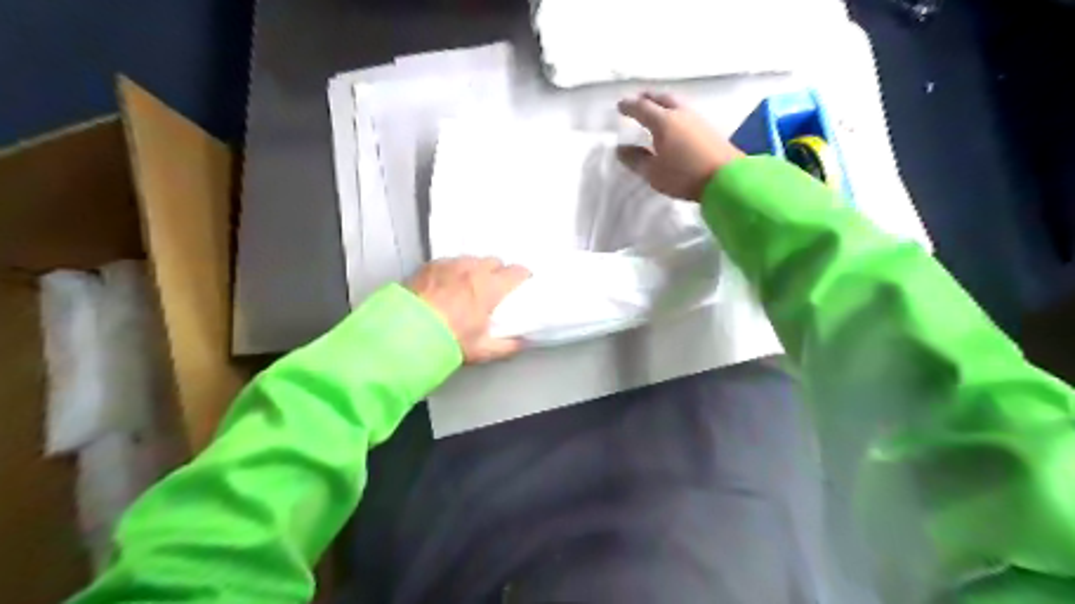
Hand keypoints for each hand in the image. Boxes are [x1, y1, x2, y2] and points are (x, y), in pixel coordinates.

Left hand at [406, 255, 529, 362]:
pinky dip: (453, 271)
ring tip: (468, 286)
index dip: (522, 277)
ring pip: (471, 260)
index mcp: (490, 286)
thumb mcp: (482, 350)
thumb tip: (521, 342)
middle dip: (497, 272)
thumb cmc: (448, 340)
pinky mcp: (430, 266)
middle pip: (494, 261)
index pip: (517, 271)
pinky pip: (449, 262)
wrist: (406, 333)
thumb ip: (507, 346)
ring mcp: (449, 264)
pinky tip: (446, 286)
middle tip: (493, 289)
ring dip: (475, 270)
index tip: (522, 285)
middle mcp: (472, 269)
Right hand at [618, 90, 744, 199]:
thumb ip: (636, 159)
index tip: (619, 106)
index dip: (629, 106)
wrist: (725, 178)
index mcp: (663, 121)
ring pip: (676, 103)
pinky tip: (675, 122)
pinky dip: (675, 112)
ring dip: (663, 103)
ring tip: (656, 109)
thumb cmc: (683, 175)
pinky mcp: (709, 129)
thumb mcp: (653, 172)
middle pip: (662, 98)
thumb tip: (621, 149)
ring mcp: (697, 119)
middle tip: (639, 99)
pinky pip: (686, 113)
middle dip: (648, 97)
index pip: (642, 108)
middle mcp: (680, 114)